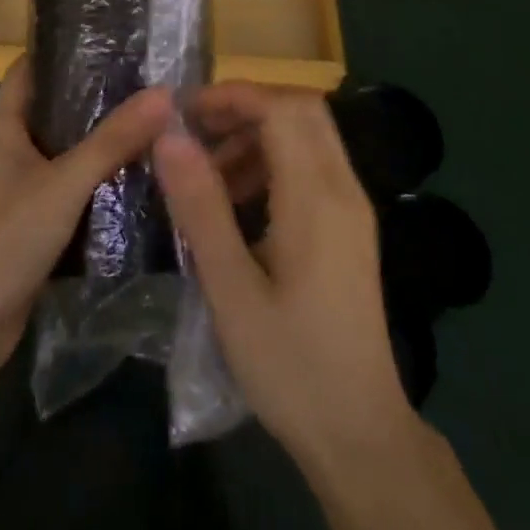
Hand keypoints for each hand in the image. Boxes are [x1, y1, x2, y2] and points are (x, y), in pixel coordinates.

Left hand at [0, 58, 171, 371]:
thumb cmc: (2, 241)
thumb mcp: (62, 185)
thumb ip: (112, 140)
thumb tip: (164, 93)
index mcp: (5, 128)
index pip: (30, 69)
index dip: (63, 48)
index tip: (111, 35)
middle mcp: (12, 151)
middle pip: (56, 108)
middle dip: (98, 94)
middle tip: (151, 79)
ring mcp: (23, 189)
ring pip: (69, 151)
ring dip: (104, 140)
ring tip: (156, 120)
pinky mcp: (36, 224)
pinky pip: (74, 190)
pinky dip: (102, 181)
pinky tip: (142, 177)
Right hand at [154, 83, 414, 469]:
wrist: (360, 432)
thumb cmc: (290, 365)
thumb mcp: (232, 289)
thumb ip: (201, 207)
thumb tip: (170, 137)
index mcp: (317, 198)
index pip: (282, 108)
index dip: (233, 96)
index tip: (184, 114)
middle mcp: (343, 189)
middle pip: (301, 110)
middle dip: (245, 107)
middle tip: (194, 133)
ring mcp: (352, 208)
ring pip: (308, 136)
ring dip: (257, 136)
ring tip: (207, 173)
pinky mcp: (350, 228)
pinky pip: (312, 167)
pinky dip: (273, 163)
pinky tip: (238, 202)